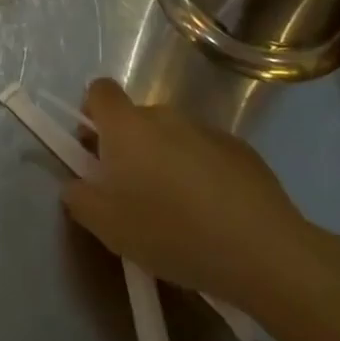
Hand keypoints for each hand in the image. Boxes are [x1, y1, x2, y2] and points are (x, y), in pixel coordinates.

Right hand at [61, 78, 326, 318]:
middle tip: (134, 195)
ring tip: (179, 213)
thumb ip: (80, 198)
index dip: (92, 113)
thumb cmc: (171, 231)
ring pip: (173, 138)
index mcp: (126, 125)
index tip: (95, 150)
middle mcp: (164, 114)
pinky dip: (203, 175)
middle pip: (136, 120)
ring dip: (167, 162)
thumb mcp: (108, 227)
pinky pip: (207, 154)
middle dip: (130, 149)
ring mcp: (206, 129)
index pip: (99, 90)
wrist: (261, 250)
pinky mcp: (241, 150)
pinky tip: (215, 217)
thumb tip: (78, 184)